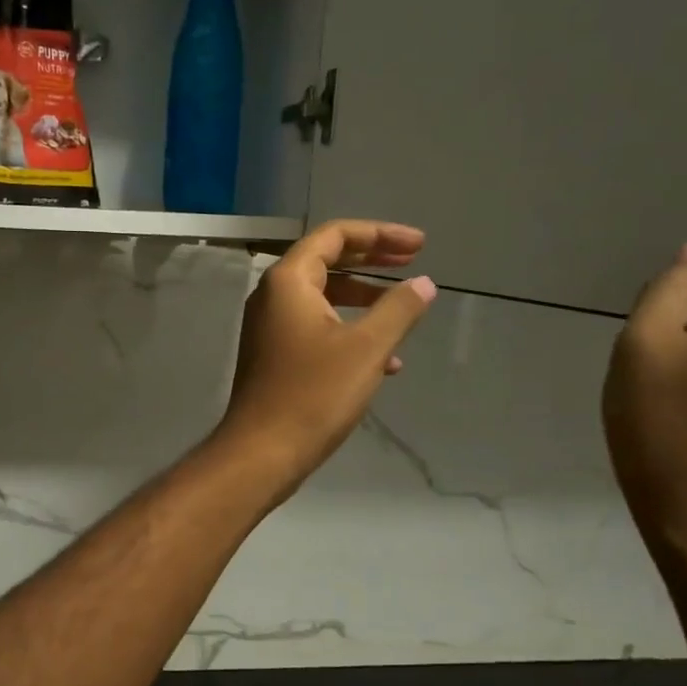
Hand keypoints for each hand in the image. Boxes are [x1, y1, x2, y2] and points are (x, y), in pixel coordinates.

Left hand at [214, 219, 437, 487]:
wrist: (263, 451)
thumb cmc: (314, 393)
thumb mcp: (366, 347)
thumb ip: (398, 309)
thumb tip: (423, 283)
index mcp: (288, 281)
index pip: (334, 236)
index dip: (379, 234)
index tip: (419, 245)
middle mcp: (273, 296)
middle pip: (327, 261)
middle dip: (373, 260)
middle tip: (414, 262)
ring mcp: (270, 327)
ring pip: (323, 298)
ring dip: (364, 299)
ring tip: (405, 310)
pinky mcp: (275, 355)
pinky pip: (317, 328)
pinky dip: (349, 332)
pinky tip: (386, 361)